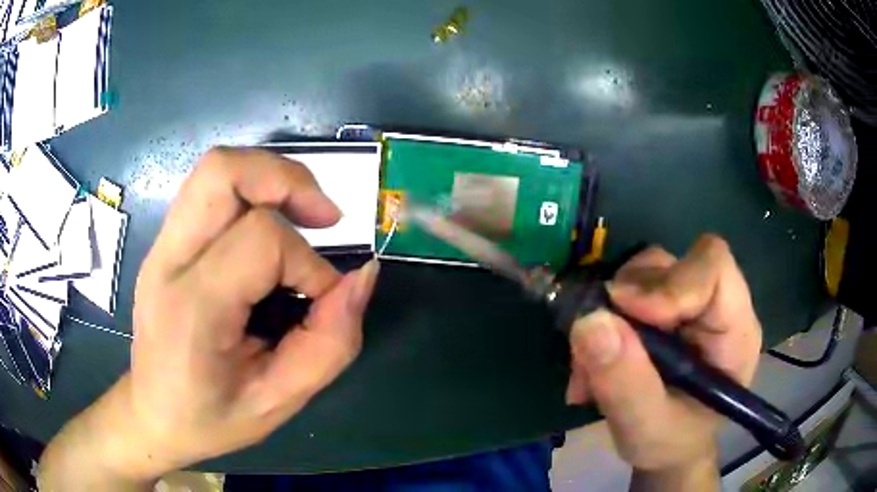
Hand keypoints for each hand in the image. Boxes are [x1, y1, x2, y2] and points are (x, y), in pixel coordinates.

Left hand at [39, 148, 378, 488]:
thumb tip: (363, 277)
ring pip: (215, 168)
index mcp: (192, 307)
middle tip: (324, 218)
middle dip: (286, 180)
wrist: (153, 414)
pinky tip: (269, 229)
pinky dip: (251, 192)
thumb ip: (329, 344)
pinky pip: (210, 190)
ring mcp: (162, 246)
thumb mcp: (279, 401)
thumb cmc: (211, 418)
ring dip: (269, 178)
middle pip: (223, 172)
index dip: (309, 265)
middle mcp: (168, 261)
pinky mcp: (166, 243)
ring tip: (302, 214)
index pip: (261, 240)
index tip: (324, 301)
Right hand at [565, 235, 760, 481]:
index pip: (714, 268)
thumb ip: (624, 383)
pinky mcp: (664, 307)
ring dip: (609, 314)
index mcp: (735, 331)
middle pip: (672, 265)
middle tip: (594, 350)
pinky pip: (627, 291)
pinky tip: (594, 364)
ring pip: (645, 273)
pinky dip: (603, 322)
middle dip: (627, 303)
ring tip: (591, 369)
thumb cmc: (670, 444)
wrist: (667, 449)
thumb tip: (589, 321)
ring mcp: (689, 303)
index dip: (670, 282)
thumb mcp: (646, 428)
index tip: (623, 313)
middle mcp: (716, 306)